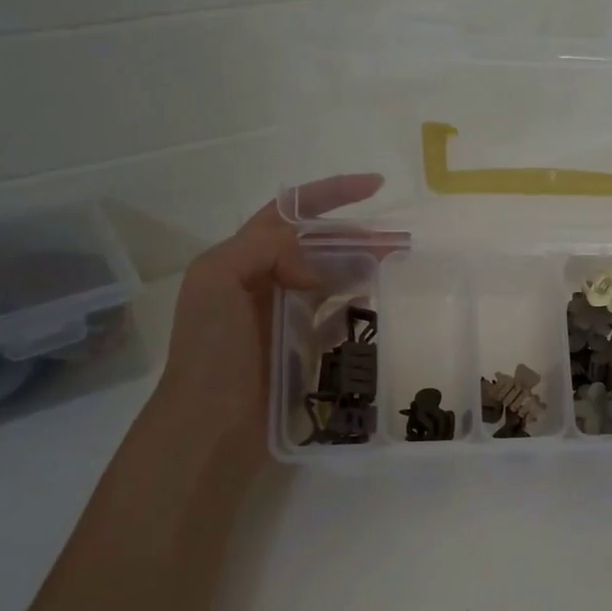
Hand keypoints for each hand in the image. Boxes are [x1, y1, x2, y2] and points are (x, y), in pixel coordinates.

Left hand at [150, 174, 382, 463]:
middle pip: (320, 245)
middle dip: (359, 235)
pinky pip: (335, 319)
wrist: (209, 424)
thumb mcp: (216, 280)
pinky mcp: (301, 349)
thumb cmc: (210, 349)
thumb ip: (264, 249)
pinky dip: (355, 308)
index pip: (291, 211)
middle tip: (401, 243)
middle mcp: (265, 280)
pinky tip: (377, 306)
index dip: (332, 193)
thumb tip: (316, 269)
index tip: (376, 186)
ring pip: (332, 278)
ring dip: (363, 268)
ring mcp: (284, 316)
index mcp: (242, 257)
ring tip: (398, 269)